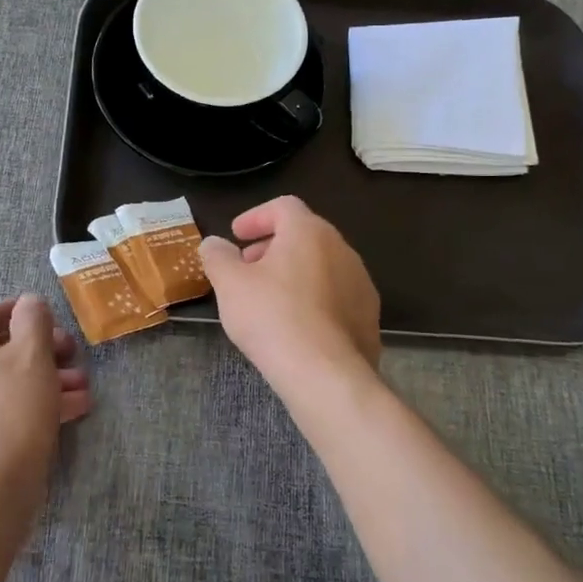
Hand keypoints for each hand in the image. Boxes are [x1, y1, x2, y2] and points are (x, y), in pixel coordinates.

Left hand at [0, 296, 91, 512]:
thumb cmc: (9, 410)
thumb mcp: (31, 354)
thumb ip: (34, 319)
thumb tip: (29, 303)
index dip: (18, 311)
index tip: (50, 318)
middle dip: (42, 350)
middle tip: (74, 354)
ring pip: (6, 384)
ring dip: (47, 379)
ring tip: (83, 387)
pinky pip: (4, 412)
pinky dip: (34, 406)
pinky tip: (73, 412)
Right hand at [198, 196, 381, 395]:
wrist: (325, 374)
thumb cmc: (272, 317)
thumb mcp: (230, 284)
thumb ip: (217, 256)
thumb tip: (213, 243)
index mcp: (309, 231)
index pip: (283, 207)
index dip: (256, 217)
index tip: (236, 236)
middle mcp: (341, 248)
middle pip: (304, 235)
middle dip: (273, 246)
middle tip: (247, 267)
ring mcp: (360, 283)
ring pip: (321, 265)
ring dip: (294, 272)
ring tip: (269, 298)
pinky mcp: (369, 316)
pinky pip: (336, 296)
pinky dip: (313, 299)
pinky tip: (295, 325)